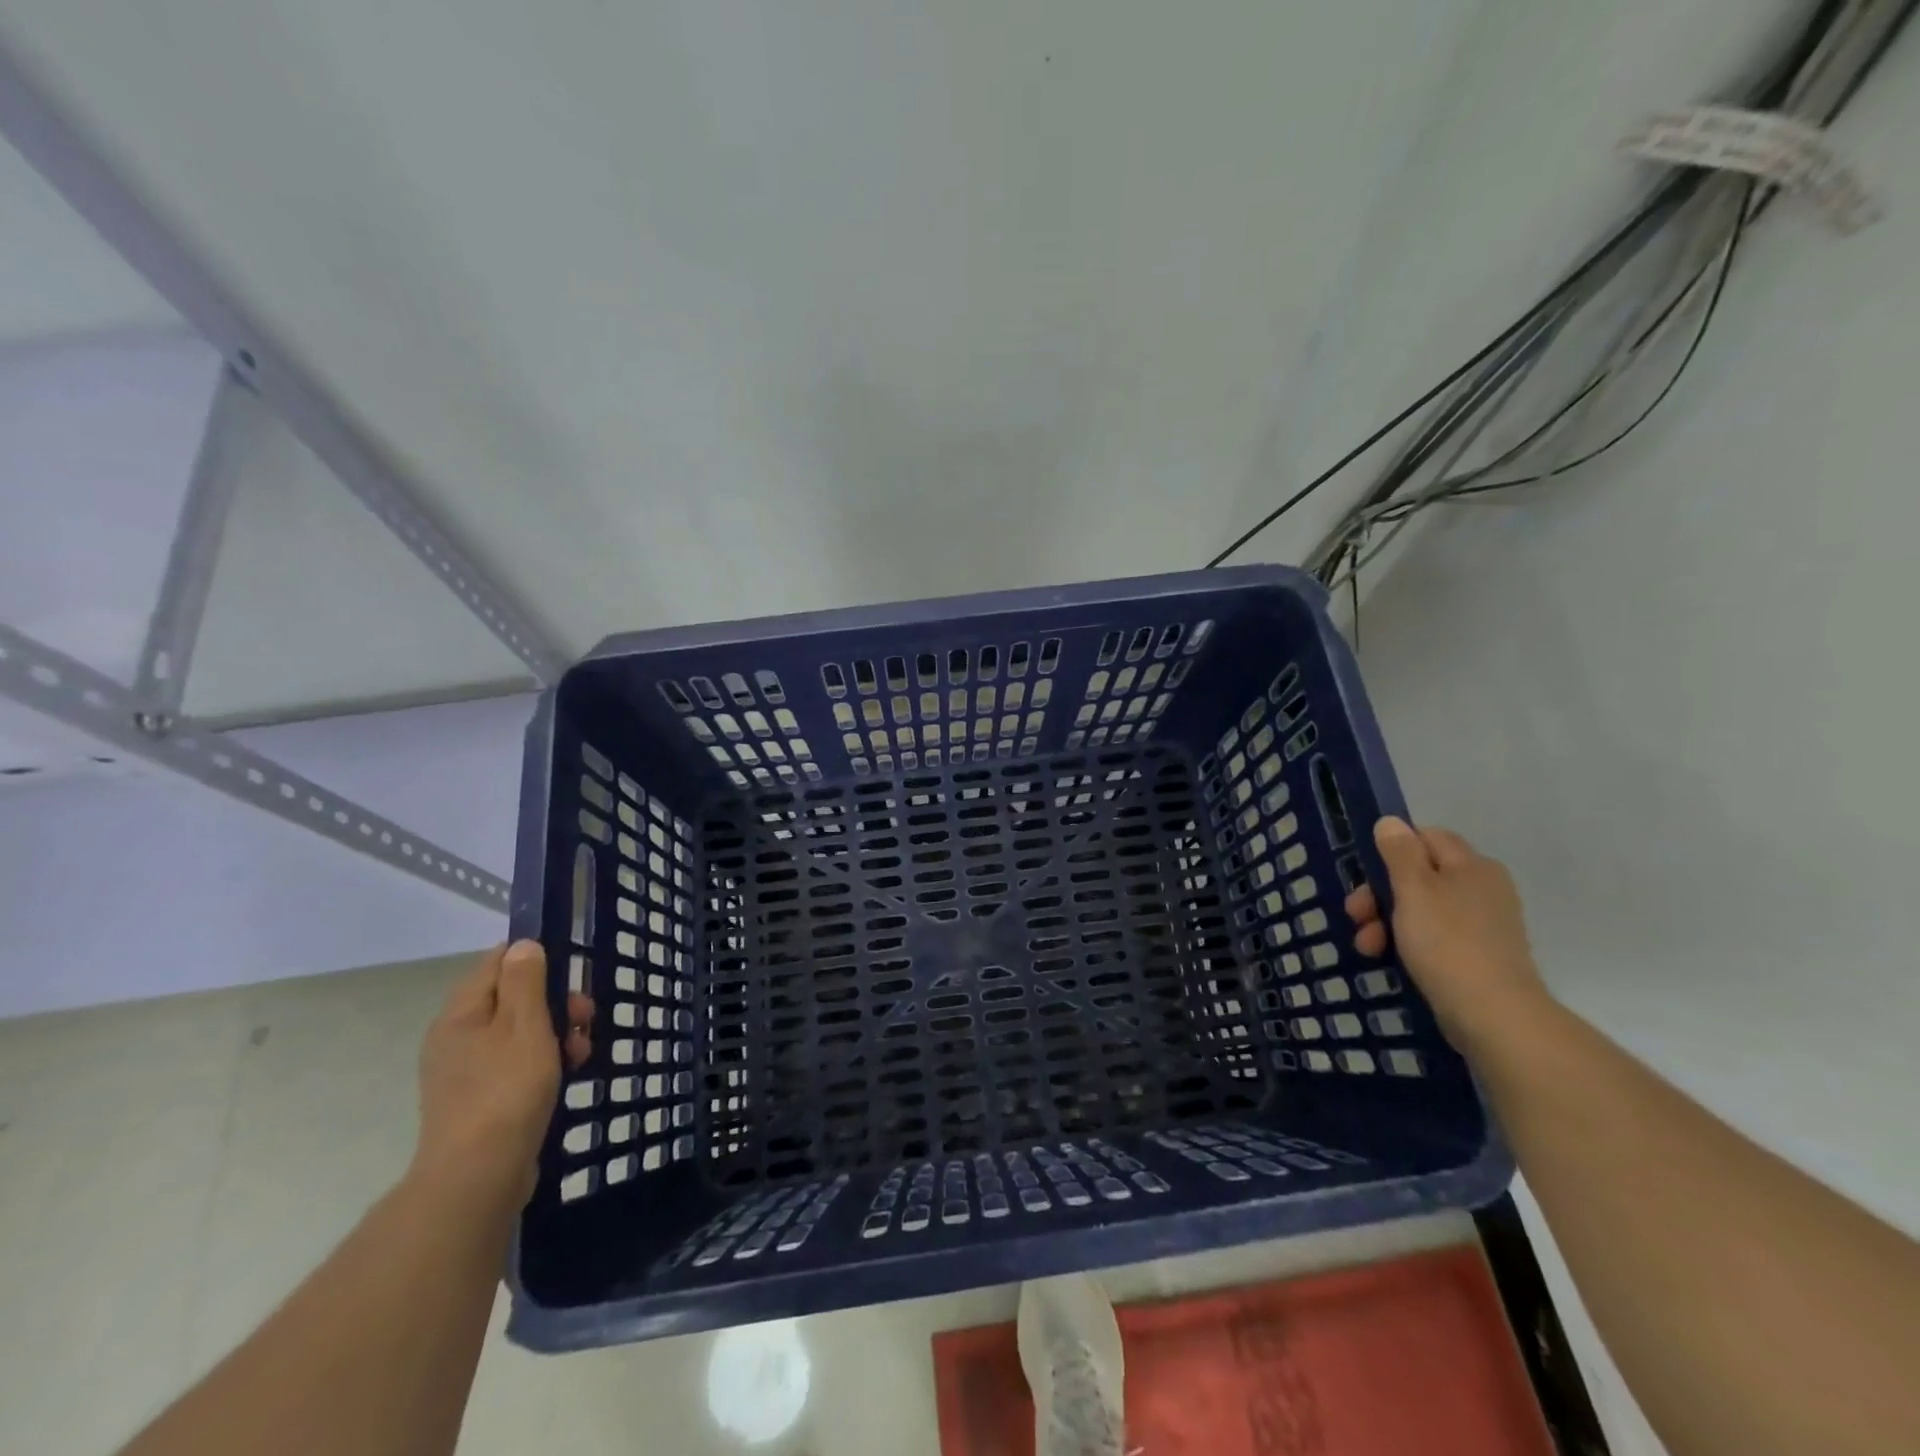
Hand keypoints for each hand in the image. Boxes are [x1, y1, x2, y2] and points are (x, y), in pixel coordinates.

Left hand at [410, 940, 593, 1214]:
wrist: (478, 1176)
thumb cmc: (506, 1090)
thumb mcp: (525, 1026)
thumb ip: (525, 982)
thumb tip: (522, 945)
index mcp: (461, 1015)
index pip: (496, 963)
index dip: (535, 960)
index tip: (570, 974)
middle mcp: (457, 1038)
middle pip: (512, 999)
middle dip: (555, 1002)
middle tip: (585, 1019)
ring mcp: (466, 1071)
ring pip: (520, 1033)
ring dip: (556, 1034)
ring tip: (581, 1053)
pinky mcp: (481, 1100)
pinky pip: (517, 1064)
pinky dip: (544, 1062)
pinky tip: (567, 1076)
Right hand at [1345, 816, 1549, 1054]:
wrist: (1495, 1016)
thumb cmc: (1448, 943)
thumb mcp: (1414, 890)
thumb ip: (1399, 853)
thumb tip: (1391, 822)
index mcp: (1472, 866)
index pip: (1426, 838)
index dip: (1392, 850)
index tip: (1365, 875)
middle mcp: (1483, 888)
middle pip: (1420, 875)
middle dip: (1380, 893)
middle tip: (1356, 915)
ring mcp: (1484, 924)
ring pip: (1422, 909)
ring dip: (1386, 921)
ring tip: (1367, 946)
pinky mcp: (1479, 956)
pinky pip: (1435, 937)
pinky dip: (1408, 943)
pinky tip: (1388, 959)